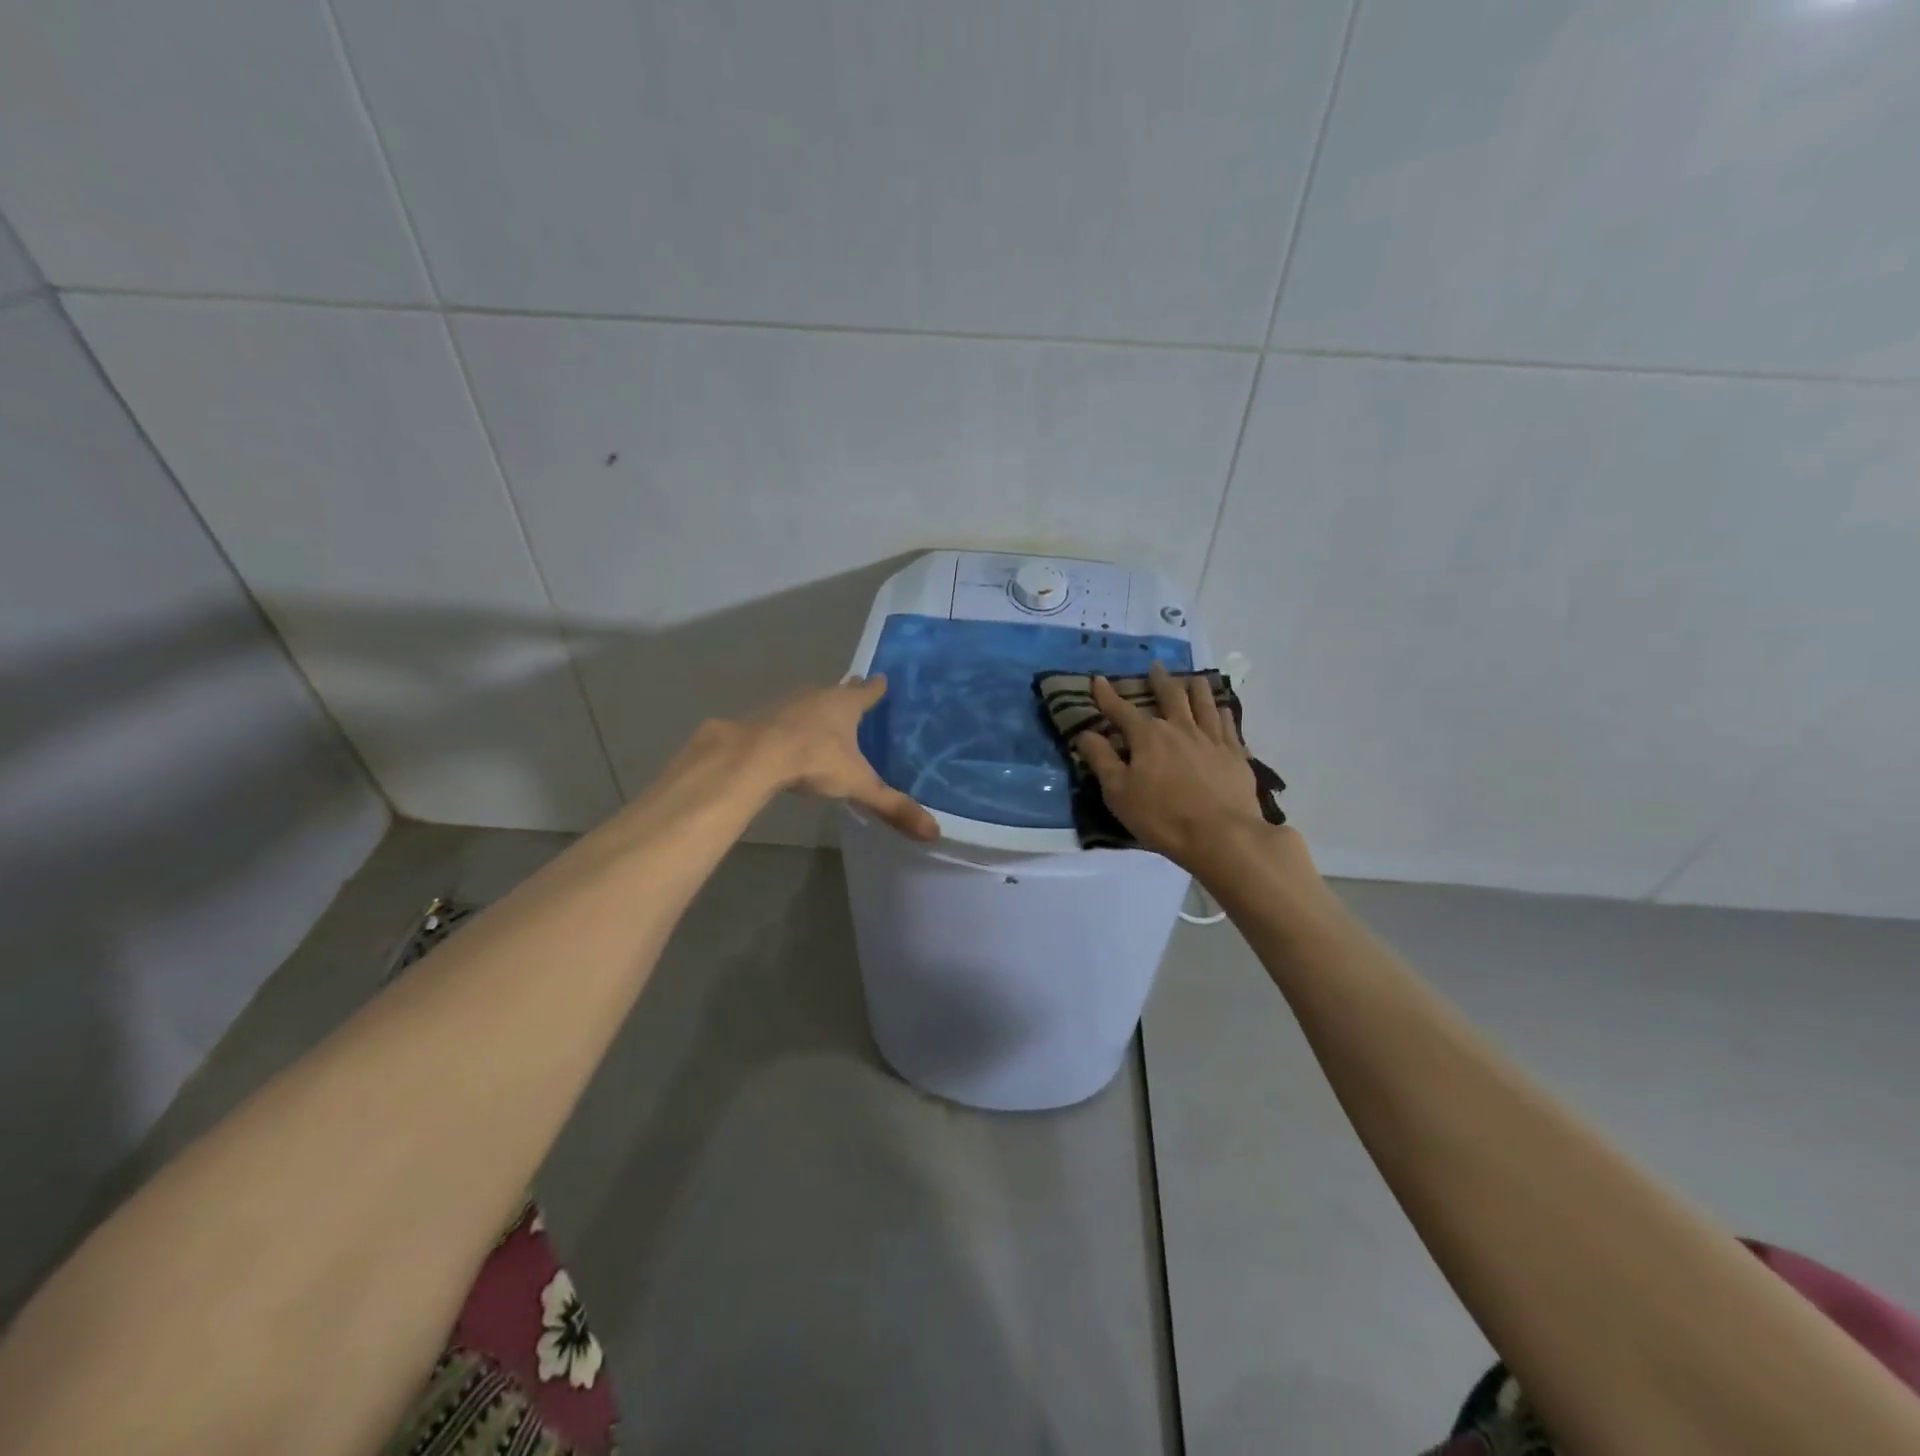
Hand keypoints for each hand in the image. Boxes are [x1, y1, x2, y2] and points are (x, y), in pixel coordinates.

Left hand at [742, 676, 938, 840]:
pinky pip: (786, 717)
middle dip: (848, 692)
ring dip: (819, 706)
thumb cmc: (814, 760)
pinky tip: (792, 736)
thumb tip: (934, 832)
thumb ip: (892, 806)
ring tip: (827, 715)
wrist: (754, 755)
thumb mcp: (858, 784)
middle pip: (838, 690)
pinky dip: (793, 723)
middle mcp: (819, 696)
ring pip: (811, 700)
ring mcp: (789, 704)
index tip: (882, 679)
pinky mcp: (764, 717)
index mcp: (846, 705)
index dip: (876, 687)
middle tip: (856, 691)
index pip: (868, 691)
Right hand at [1074, 662, 1271, 872]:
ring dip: (1196, 688)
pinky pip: (1229, 725)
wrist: (1221, 835)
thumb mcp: (1118, 792)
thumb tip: (1085, 733)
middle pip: (1169, 696)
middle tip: (1156, 667)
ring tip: (1193, 679)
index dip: (1107, 696)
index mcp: (1148, 736)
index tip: (1098, 680)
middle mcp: (1180, 727)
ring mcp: (1211, 738)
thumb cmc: (1162, 816)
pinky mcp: (1235, 754)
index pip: (1121, 710)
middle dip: (1159, 680)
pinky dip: (1223, 713)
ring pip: (1204, 703)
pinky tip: (1223, 709)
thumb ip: (1101, 759)